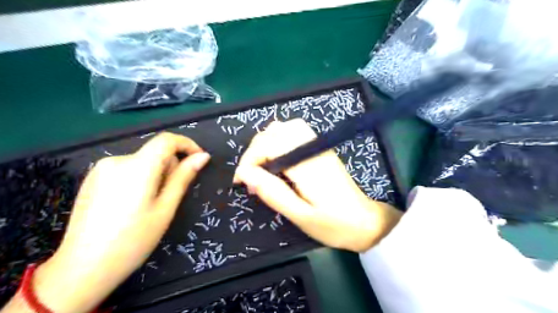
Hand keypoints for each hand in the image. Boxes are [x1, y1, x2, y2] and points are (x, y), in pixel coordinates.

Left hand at [34, 132, 210, 312]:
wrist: (83, 269)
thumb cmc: (133, 240)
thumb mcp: (166, 208)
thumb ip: (184, 177)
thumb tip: (203, 156)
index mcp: (137, 167)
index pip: (167, 140)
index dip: (187, 145)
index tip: (199, 160)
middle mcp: (116, 160)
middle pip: (155, 153)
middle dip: (170, 168)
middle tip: (169, 198)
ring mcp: (100, 169)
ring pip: (143, 161)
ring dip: (155, 175)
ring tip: (149, 205)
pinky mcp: (92, 178)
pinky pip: (127, 169)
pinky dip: (139, 178)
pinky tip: (132, 204)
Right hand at [233, 118, 400, 253]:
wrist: (365, 221)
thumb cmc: (333, 224)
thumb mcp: (300, 216)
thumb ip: (273, 193)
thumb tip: (246, 175)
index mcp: (307, 165)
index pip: (269, 146)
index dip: (249, 160)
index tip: (240, 182)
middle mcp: (312, 148)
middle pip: (274, 132)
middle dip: (254, 151)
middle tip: (250, 177)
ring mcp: (318, 145)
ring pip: (284, 127)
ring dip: (266, 142)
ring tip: (260, 166)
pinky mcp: (320, 148)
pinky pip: (295, 131)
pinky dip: (279, 139)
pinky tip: (277, 158)